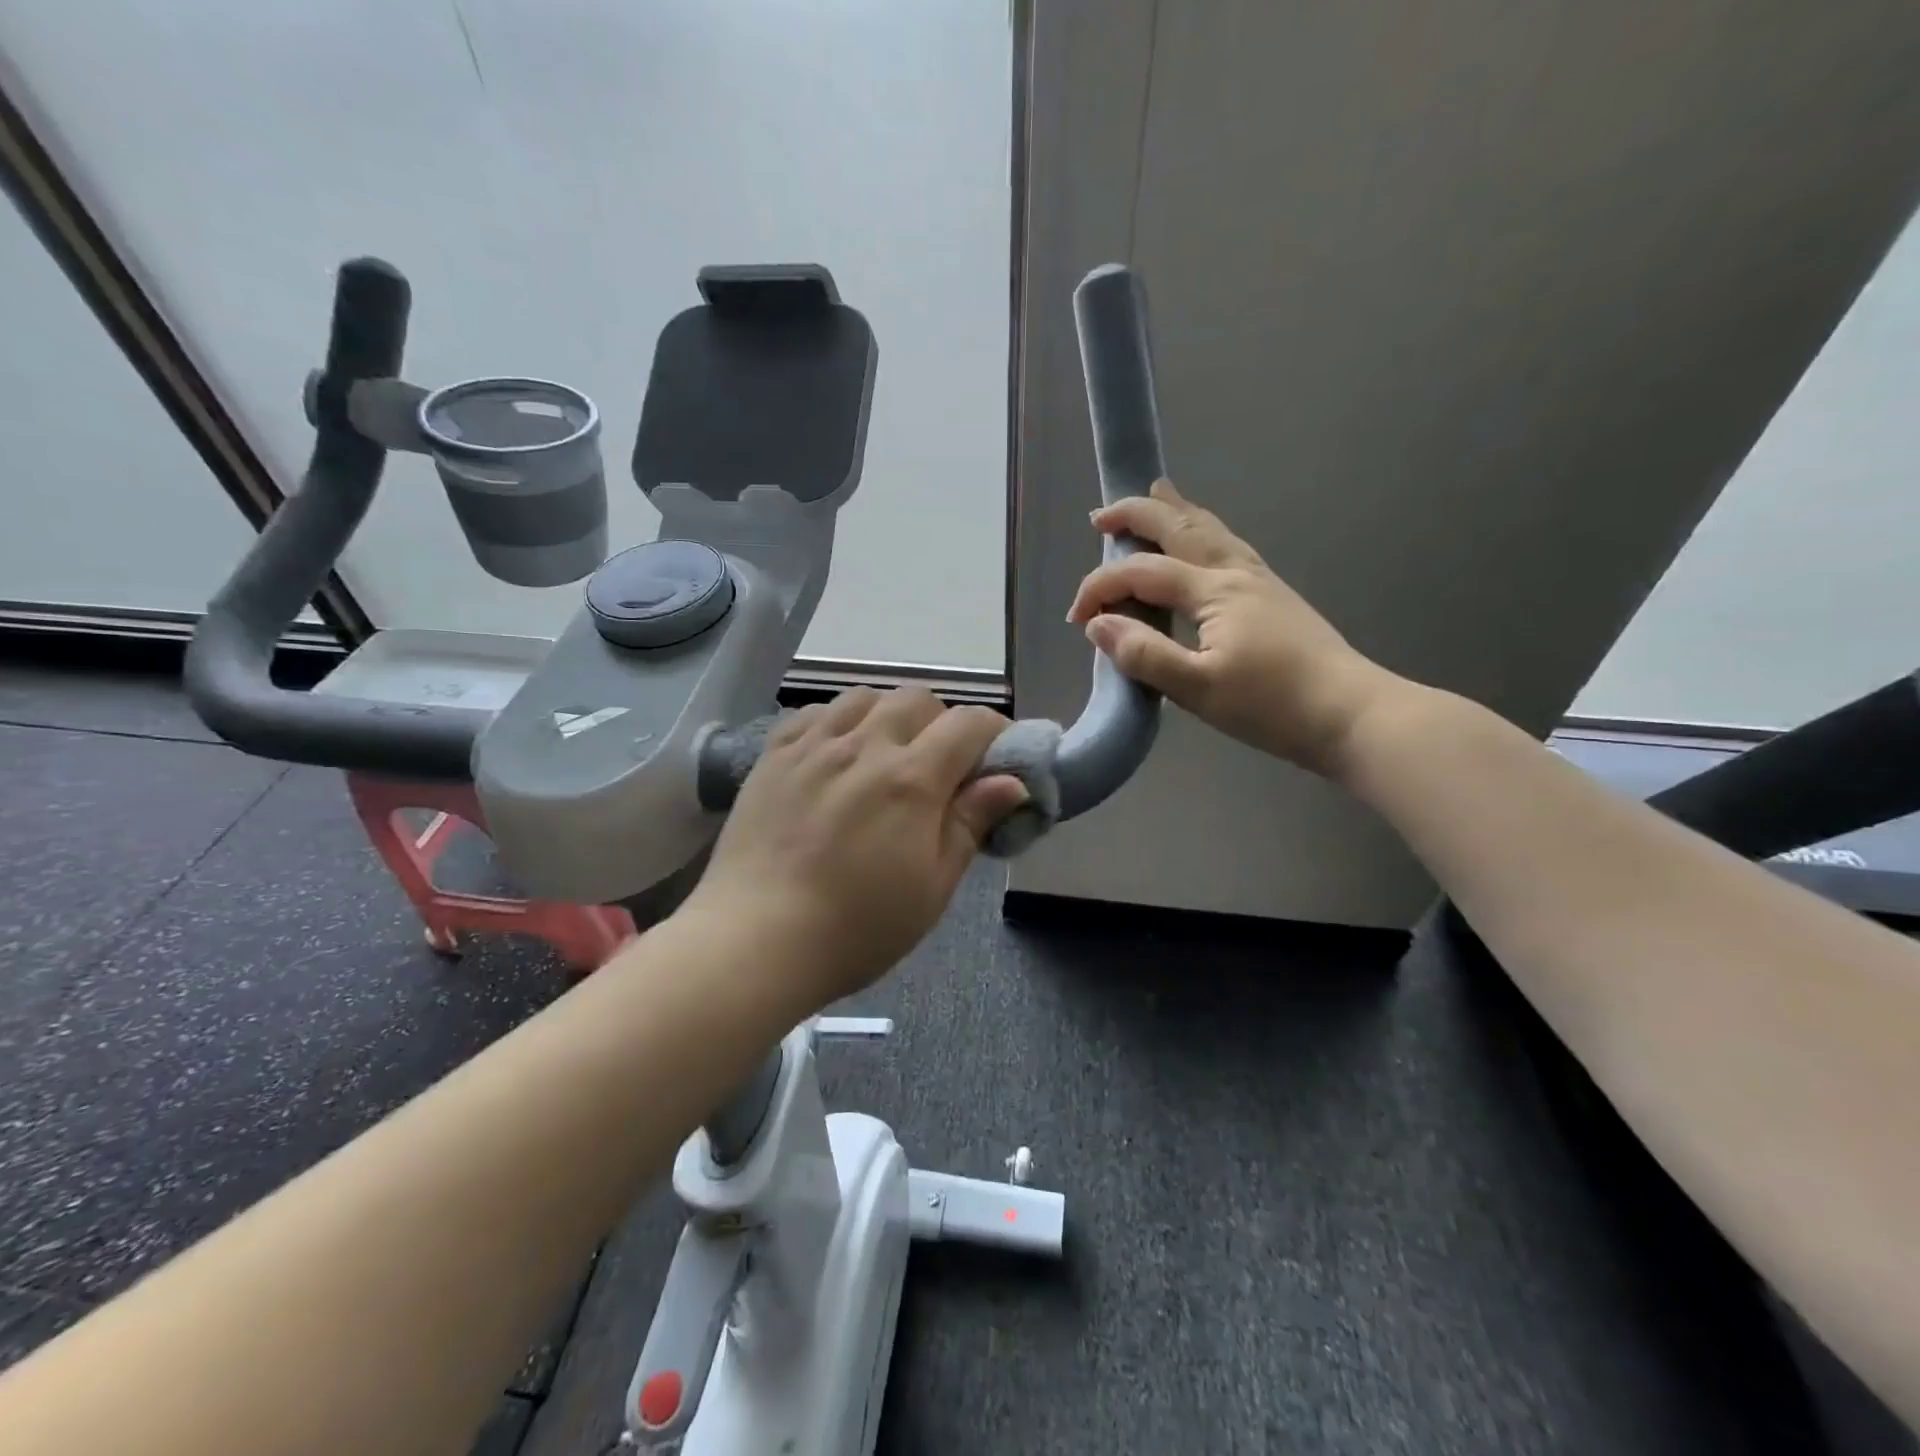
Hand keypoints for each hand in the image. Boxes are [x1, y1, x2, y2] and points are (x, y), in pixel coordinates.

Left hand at [684, 689, 1027, 1013]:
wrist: (755, 941)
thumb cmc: (857, 927)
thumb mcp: (932, 887)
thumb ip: (971, 823)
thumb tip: (1012, 781)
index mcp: (911, 779)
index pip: (968, 724)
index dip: (994, 732)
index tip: (996, 758)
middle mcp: (864, 745)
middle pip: (918, 699)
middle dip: (941, 723)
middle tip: (939, 767)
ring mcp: (813, 745)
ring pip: (865, 696)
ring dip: (889, 715)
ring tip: (885, 754)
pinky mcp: (773, 755)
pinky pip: (815, 712)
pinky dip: (838, 721)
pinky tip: (836, 753)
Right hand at [1066, 478, 1403, 779]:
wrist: (1350, 714)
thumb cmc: (1272, 705)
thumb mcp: (1198, 689)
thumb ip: (1144, 655)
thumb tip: (1098, 626)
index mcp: (1213, 591)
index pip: (1141, 573)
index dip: (1100, 587)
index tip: (1075, 619)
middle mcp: (1235, 573)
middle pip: (1179, 528)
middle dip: (1136, 515)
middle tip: (1101, 514)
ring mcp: (1259, 580)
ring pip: (1210, 530)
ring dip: (1175, 511)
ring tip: (1157, 492)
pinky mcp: (1273, 595)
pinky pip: (1228, 545)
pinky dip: (1204, 530)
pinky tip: (1205, 540)